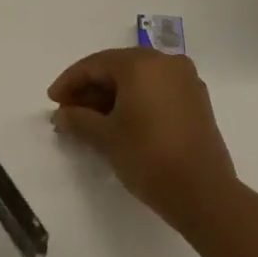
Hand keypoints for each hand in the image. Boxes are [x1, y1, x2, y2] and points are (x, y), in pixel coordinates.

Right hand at [48, 48, 236, 227]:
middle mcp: (165, 61)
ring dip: (112, 97)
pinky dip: (136, 101)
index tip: (52, 101)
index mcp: (141, 62)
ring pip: (138, 80)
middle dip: (90, 90)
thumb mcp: (106, 138)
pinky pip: (157, 90)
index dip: (70, 82)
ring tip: (91, 122)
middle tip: (69, 113)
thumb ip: (78, 120)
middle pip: (117, 68)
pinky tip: (120, 123)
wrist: (205, 195)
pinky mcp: (196, 100)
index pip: (95, 64)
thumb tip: (62, 116)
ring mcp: (185, 79)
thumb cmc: (149, 157)